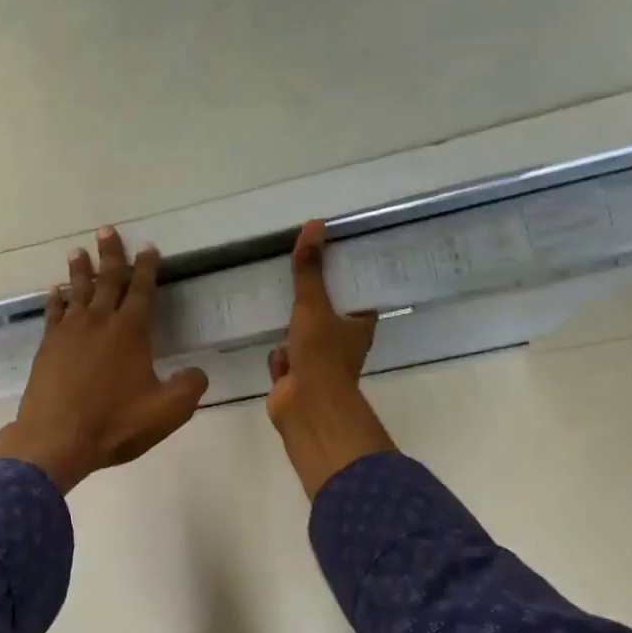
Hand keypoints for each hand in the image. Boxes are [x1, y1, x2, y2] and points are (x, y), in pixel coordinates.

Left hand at [0, 227, 209, 493]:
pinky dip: (56, 299)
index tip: (149, 248)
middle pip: (107, 280)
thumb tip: (198, 372)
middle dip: (111, 254)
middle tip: (108, 230)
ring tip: (79, 251)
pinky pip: (53, 313)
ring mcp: (69, 333)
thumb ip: (189, 388)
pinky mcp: (48, 347)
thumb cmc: (115, 423)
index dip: (147, 268)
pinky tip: (55, 291)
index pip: (142, 290)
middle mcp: (100, 322)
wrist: (56, 438)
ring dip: (80, 270)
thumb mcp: (167, 411)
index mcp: (131, 332)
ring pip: (77, 291)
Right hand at [267, 221, 395, 499]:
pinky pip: (285, 360)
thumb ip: (309, 269)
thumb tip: (315, 225)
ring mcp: (319, 364)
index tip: (329, 257)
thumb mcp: (313, 305)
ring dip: (291, 330)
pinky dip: (278, 357)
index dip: (343, 278)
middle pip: (327, 315)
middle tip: (296, 275)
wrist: (305, 407)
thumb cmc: (320, 355)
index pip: (355, 295)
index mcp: (359, 326)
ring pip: (303, 338)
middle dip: (311, 303)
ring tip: (278, 305)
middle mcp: (343, 345)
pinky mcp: (296, 380)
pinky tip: (271, 347)